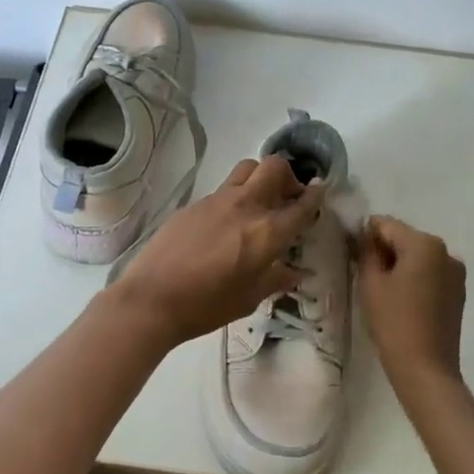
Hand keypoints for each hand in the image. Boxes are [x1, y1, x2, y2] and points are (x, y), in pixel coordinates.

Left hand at [108, 156, 325, 348]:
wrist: (152, 298)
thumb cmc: (207, 306)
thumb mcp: (249, 299)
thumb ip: (276, 279)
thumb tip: (295, 272)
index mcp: (267, 232)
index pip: (301, 205)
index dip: (315, 196)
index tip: (321, 192)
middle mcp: (246, 206)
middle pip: (274, 167)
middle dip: (288, 176)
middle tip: (287, 196)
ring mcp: (217, 201)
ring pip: (246, 169)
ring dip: (260, 178)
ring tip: (259, 202)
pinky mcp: (194, 204)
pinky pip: (222, 189)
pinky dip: (234, 197)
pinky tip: (226, 223)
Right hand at [357, 215, 467, 396]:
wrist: (426, 368)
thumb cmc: (393, 322)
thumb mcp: (371, 283)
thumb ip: (366, 252)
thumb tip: (364, 235)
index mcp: (424, 243)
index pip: (386, 225)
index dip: (365, 235)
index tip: (351, 254)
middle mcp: (445, 250)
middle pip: (405, 238)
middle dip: (384, 250)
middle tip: (365, 275)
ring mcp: (456, 272)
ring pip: (418, 256)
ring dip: (400, 264)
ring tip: (383, 291)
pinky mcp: (459, 291)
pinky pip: (430, 273)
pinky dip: (415, 278)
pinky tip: (402, 301)